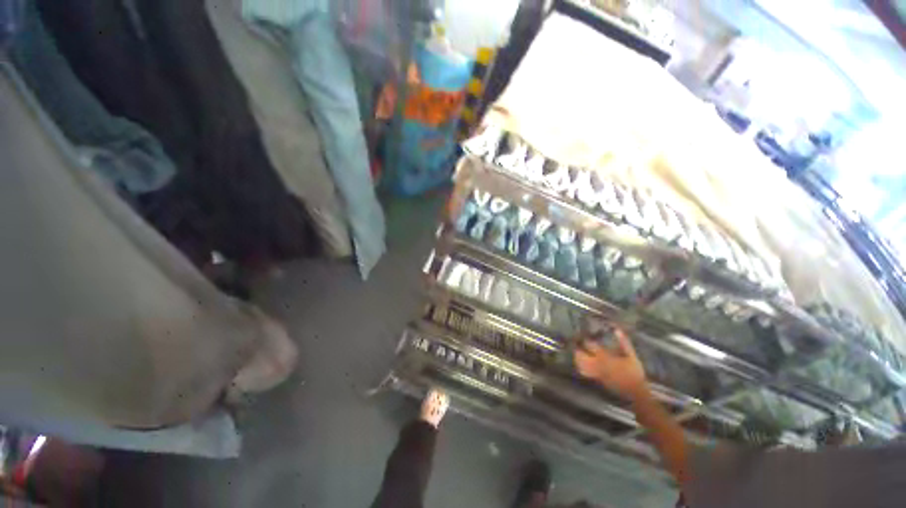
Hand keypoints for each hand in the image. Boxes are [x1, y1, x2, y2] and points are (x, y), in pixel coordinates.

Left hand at [574, 329, 647, 400]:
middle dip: (577, 348)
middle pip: (581, 354)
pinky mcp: (597, 379)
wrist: (636, 391)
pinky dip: (580, 366)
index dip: (585, 339)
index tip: (583, 335)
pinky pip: (584, 372)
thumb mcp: (632, 356)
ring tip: (577, 351)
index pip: (590, 345)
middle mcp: (598, 364)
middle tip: (576, 343)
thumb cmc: (634, 372)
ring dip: (577, 357)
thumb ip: (624, 342)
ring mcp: (596, 372)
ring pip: (580, 364)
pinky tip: (580, 363)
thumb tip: (617, 330)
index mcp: (605, 357)